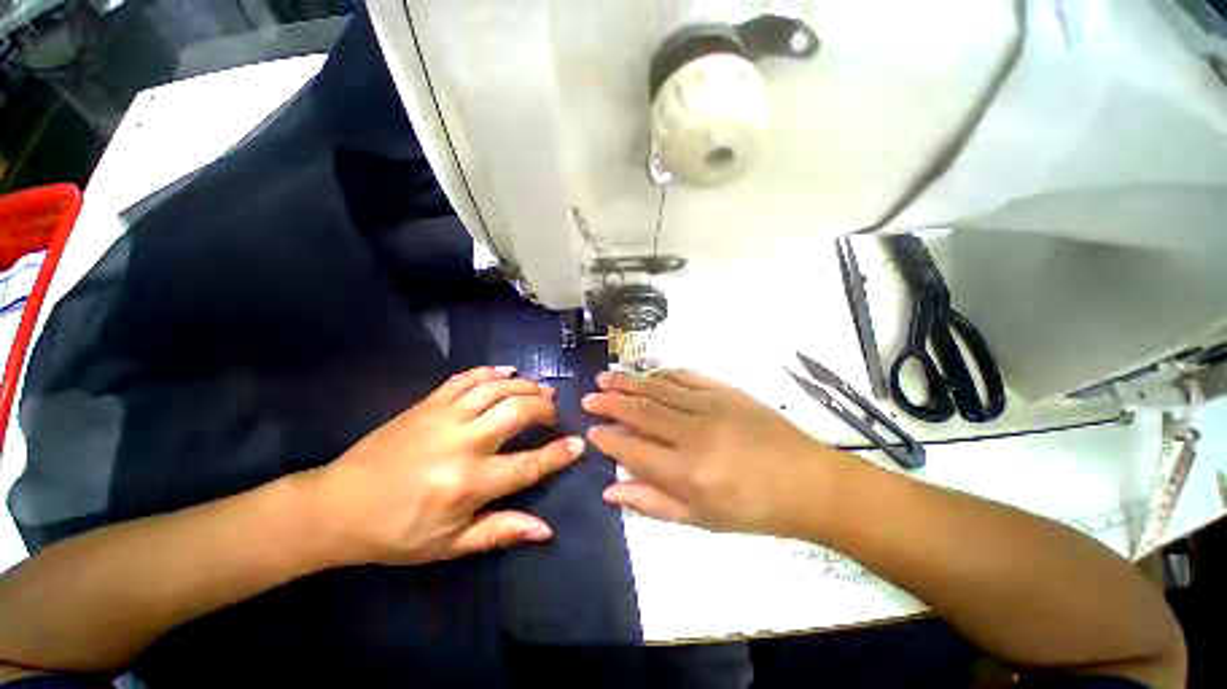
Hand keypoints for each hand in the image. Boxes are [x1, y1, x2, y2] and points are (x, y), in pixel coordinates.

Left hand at [305, 366, 583, 565]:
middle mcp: (462, 443)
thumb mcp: (450, 544)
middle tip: (554, 413)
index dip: (558, 454)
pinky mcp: (428, 402)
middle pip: (517, 411)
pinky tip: (509, 371)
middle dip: (544, 408)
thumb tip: (546, 530)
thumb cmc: (396, 532)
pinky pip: (467, 377)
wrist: (338, 505)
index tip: (579, 443)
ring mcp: (444, 416)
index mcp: (468, 483)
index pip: (528, 465)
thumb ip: (501, 531)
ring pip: (497, 388)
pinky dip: (492, 371)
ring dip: (526, 386)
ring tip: (541, 390)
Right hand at [582, 369, 851, 536]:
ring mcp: (711, 407)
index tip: (591, 429)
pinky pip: (687, 377)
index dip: (608, 438)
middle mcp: (693, 435)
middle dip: (610, 403)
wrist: (806, 482)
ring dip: (629, 383)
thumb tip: (611, 489)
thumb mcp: (701, 519)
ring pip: (659, 390)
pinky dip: (663, 374)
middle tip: (589, 396)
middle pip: (642, 412)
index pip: (633, 449)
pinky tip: (648, 373)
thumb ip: (653, 503)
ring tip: (606, 377)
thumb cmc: (752, 509)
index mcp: (686, 473)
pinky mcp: (727, 392)